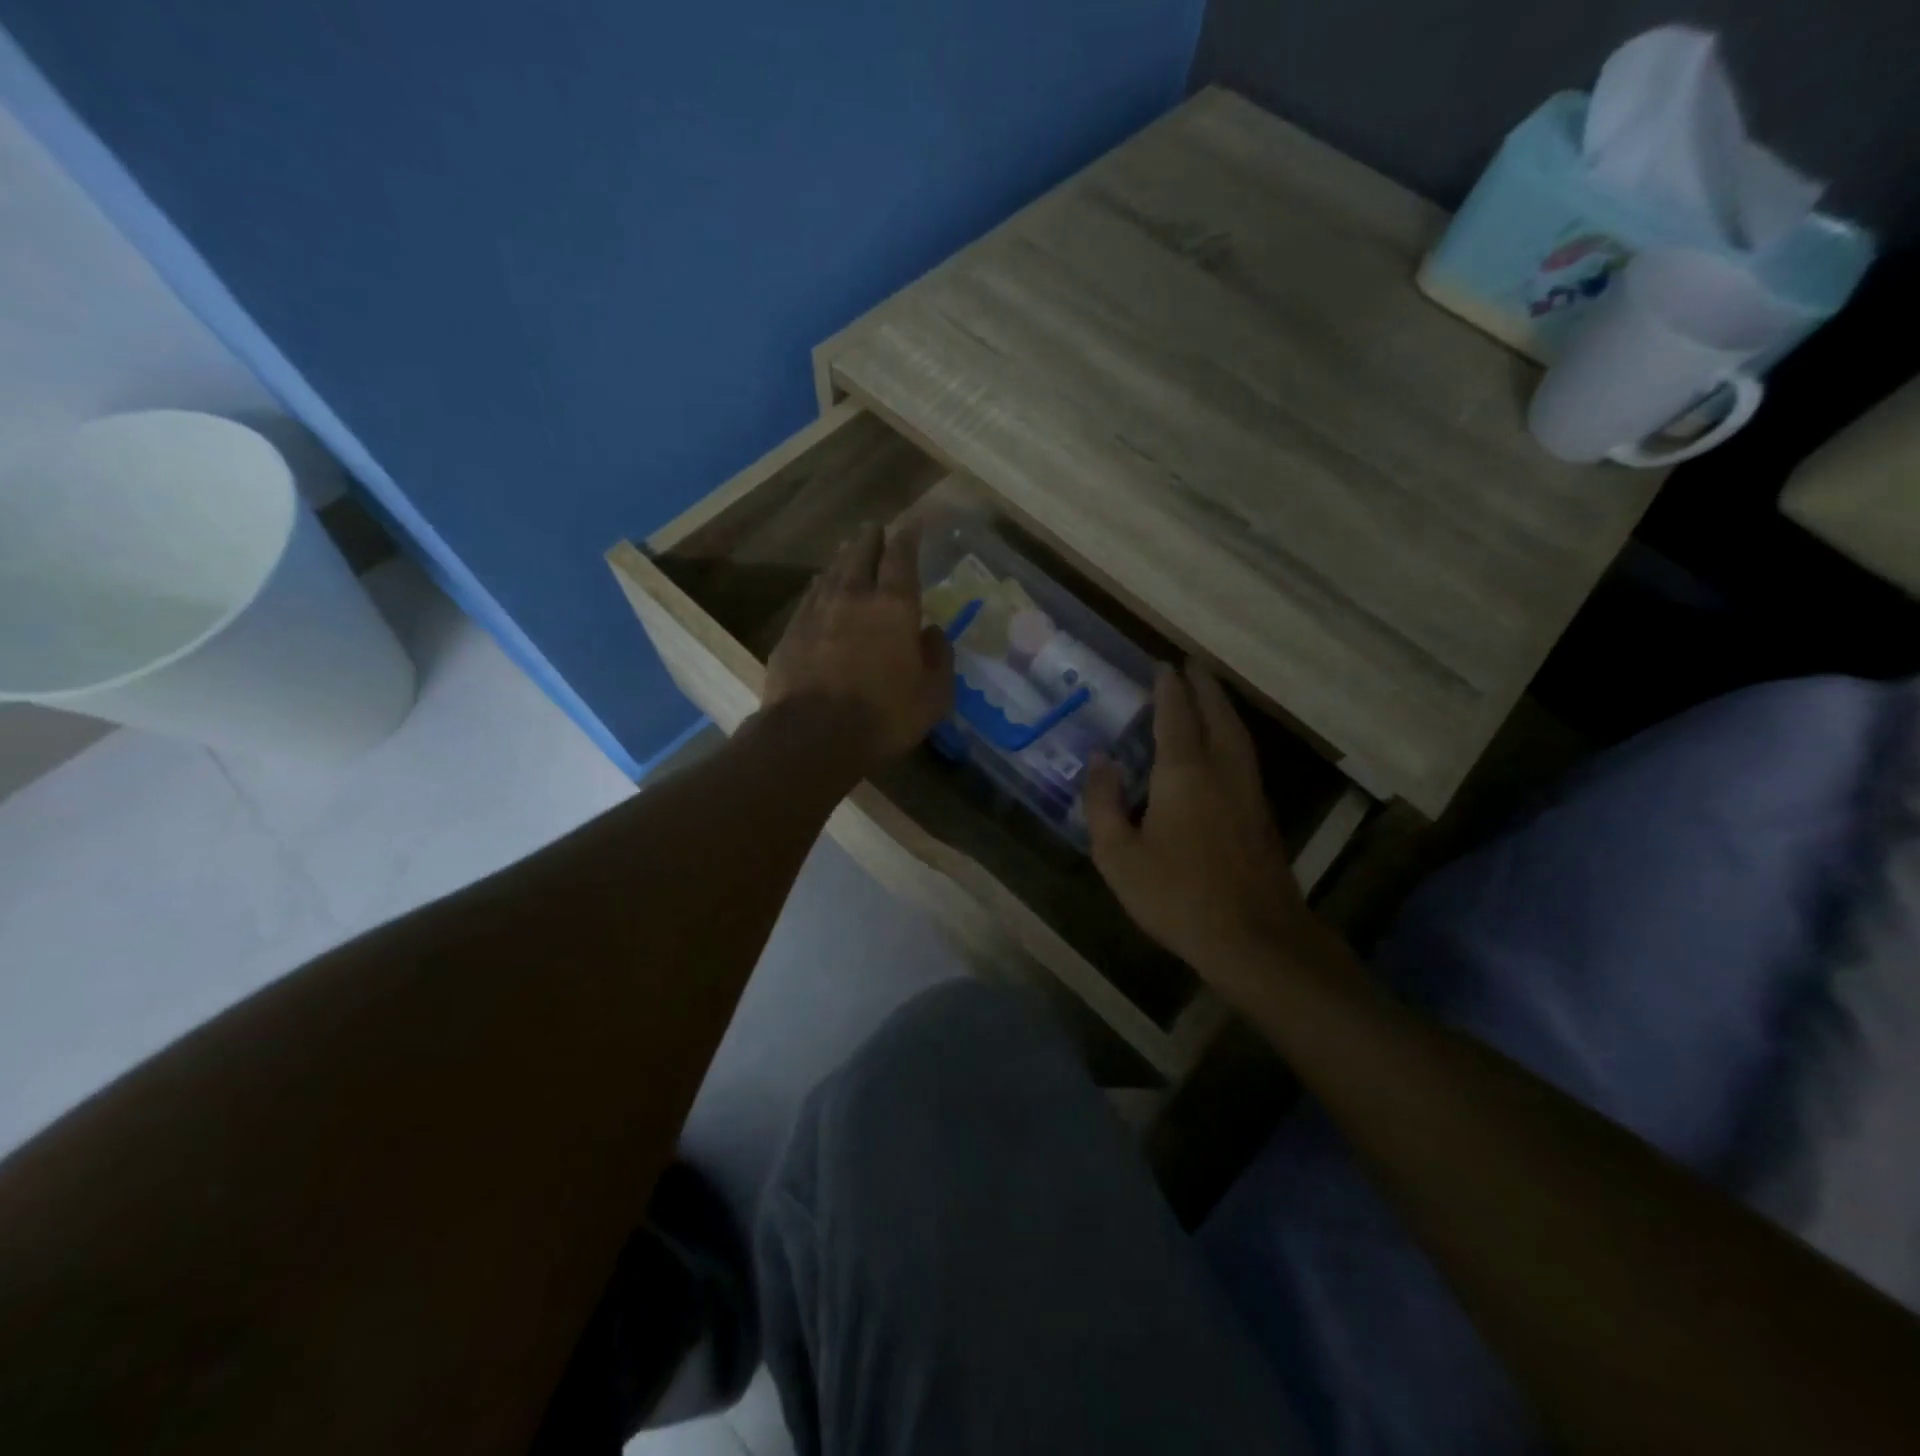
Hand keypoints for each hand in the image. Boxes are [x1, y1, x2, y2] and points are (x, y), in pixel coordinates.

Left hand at [763, 523, 953, 769]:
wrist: (812, 737)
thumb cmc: (883, 717)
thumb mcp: (932, 696)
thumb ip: (939, 658)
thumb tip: (933, 632)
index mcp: (894, 607)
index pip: (902, 558)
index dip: (908, 537)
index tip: (912, 522)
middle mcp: (853, 598)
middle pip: (861, 555)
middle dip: (871, 538)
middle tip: (875, 528)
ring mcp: (816, 613)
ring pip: (831, 572)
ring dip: (843, 558)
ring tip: (848, 549)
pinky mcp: (791, 634)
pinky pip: (809, 598)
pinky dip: (820, 586)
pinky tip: (819, 588)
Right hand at [1084, 663, 1317, 985]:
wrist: (1254, 938)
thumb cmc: (1176, 895)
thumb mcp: (1118, 855)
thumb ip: (1103, 803)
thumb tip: (1100, 760)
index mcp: (1184, 772)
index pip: (1176, 714)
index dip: (1168, 686)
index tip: (1162, 664)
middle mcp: (1222, 769)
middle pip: (1216, 714)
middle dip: (1204, 686)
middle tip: (1192, 665)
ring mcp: (1249, 791)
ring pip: (1238, 734)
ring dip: (1222, 707)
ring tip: (1209, 694)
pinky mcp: (1262, 815)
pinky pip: (1245, 755)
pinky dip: (1232, 734)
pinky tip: (1224, 747)